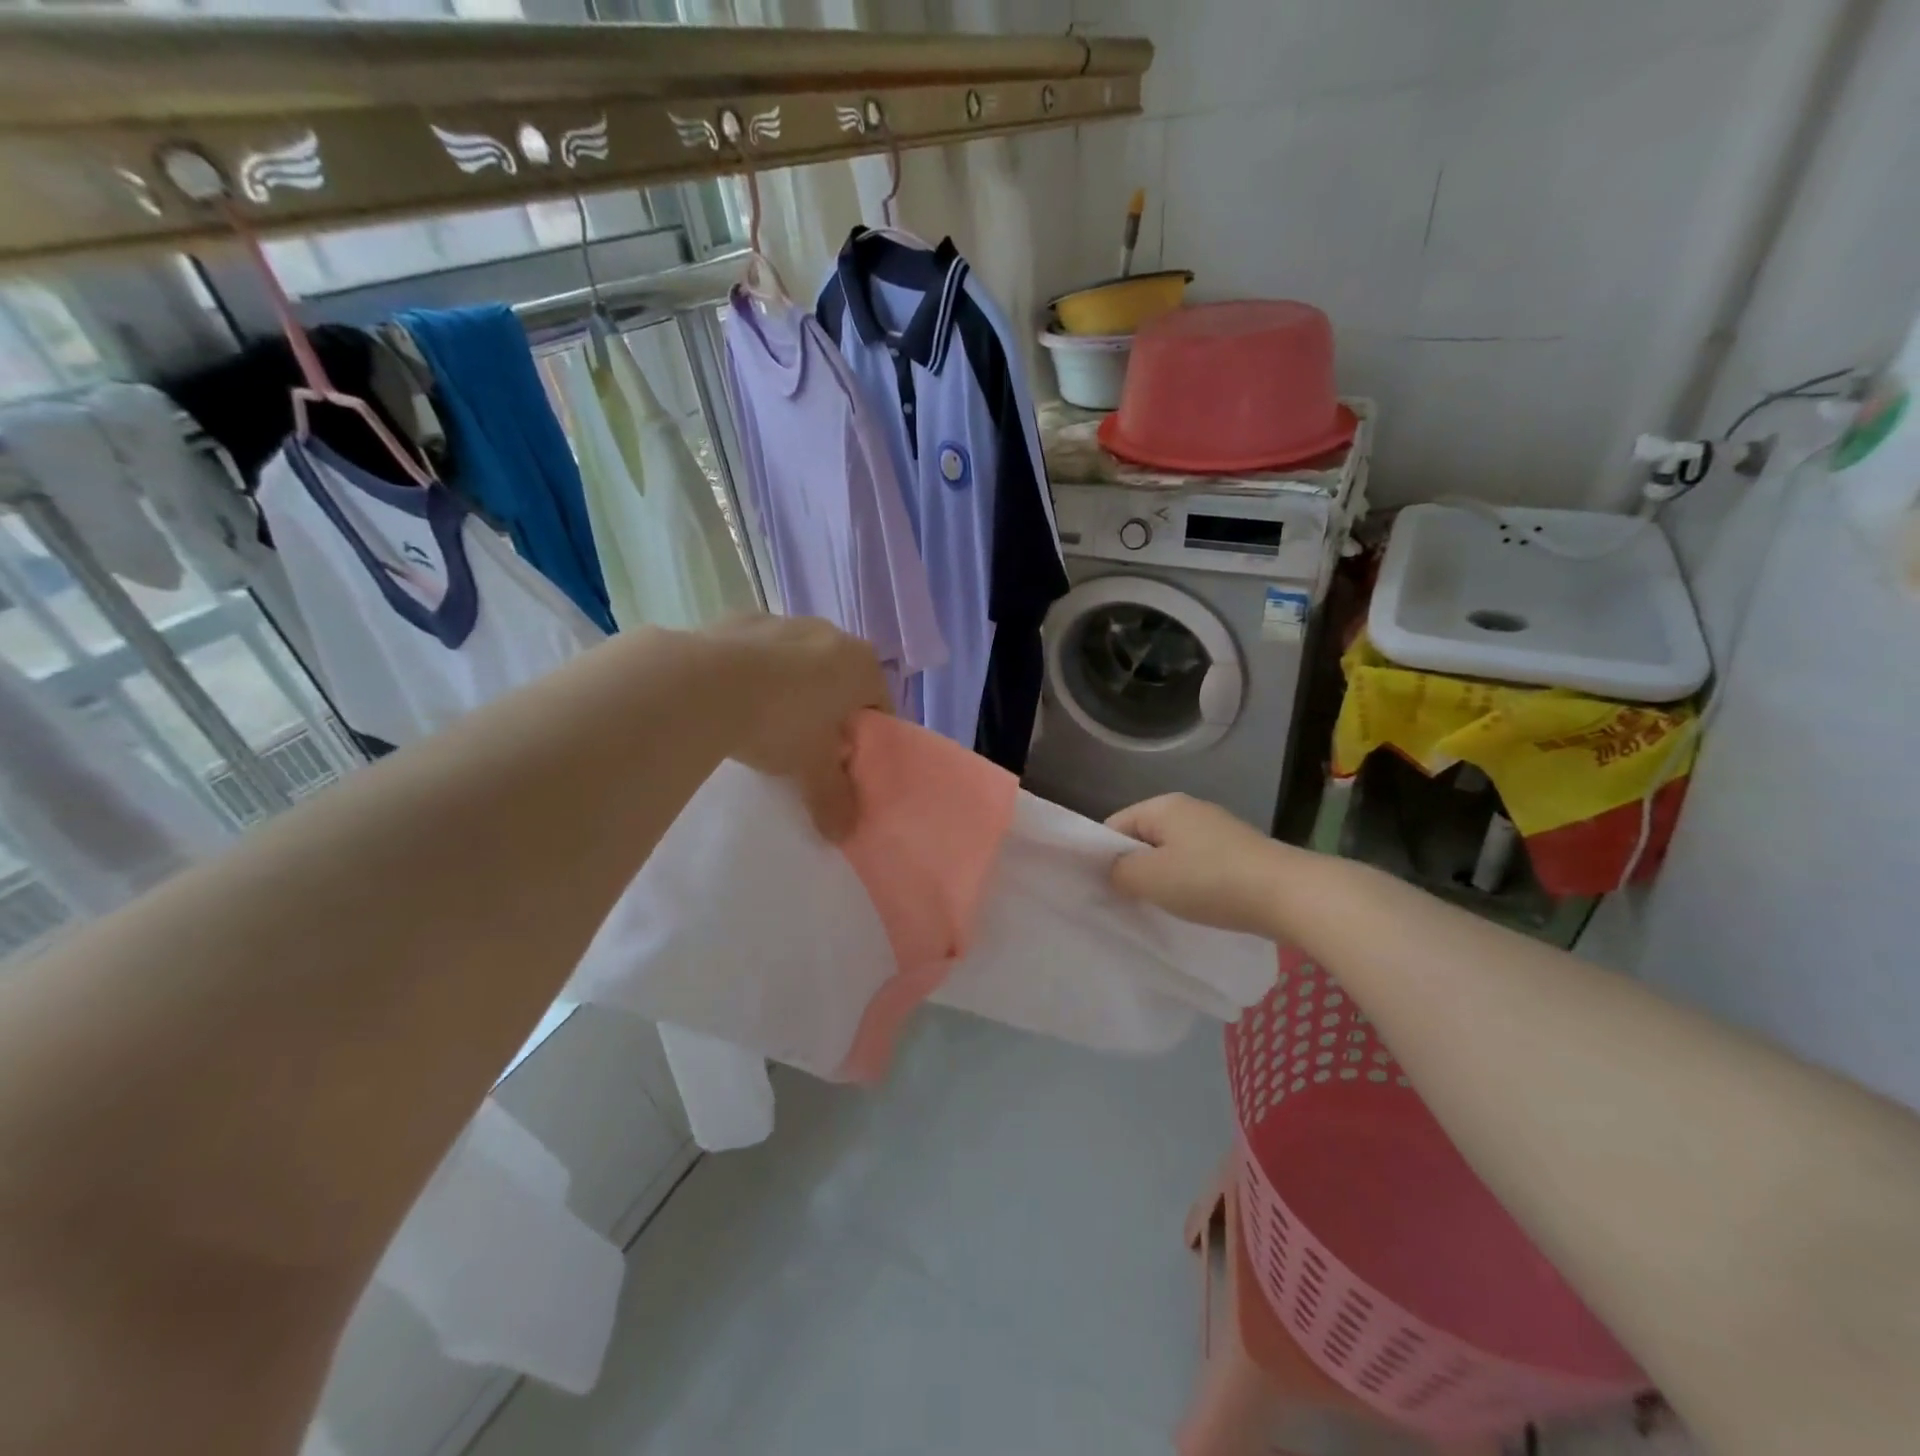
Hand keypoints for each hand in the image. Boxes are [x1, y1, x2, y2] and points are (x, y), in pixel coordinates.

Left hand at [707, 615, 890, 840]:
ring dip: (790, 689)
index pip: (878, 704)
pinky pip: (758, 653)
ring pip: (798, 663)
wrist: (702, 685)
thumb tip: (844, 832)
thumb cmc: (780, 723)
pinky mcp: (739, 619)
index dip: (864, 737)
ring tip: (764, 725)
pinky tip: (733, 702)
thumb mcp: (812, 770)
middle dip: (829, 711)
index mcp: (861, 664)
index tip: (843, 762)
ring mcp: (783, 621)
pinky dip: (753, 673)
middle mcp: (830, 633)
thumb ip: (834, 799)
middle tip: (807, 748)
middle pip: (839, 680)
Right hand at [1105, 793, 1287, 936]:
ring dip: (1163, 879)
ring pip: (1171, 854)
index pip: (1114, 825)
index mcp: (1163, 805)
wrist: (1290, 895)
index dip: (1102, 857)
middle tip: (1128, 902)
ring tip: (1162, 908)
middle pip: (1143, 839)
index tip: (1102, 889)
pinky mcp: (1238, 852)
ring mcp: (1217, 829)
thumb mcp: (1150, 879)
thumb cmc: (1210, 881)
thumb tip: (1113, 871)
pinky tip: (1195, 905)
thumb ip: (1118, 872)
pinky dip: (1190, 883)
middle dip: (1134, 869)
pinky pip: (1198, 864)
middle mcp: (1189, 809)